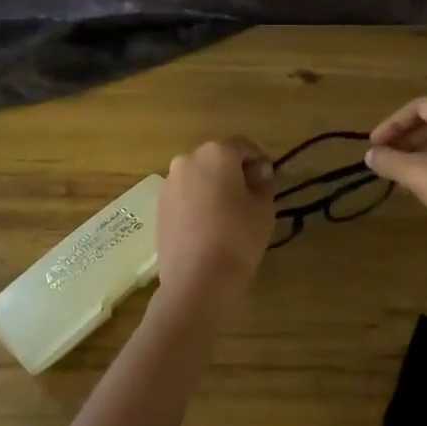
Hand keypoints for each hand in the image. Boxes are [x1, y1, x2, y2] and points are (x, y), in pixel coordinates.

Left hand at [156, 138, 276, 307]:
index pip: (244, 146)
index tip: (268, 183)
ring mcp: (169, 183)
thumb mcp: (263, 207)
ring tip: (227, 215)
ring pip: (198, 177)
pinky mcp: (159, 206)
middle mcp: (187, 159)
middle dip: (234, 172)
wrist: (197, 279)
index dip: (259, 162)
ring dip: (213, 187)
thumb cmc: (238, 237)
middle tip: (250, 198)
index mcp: (216, 152)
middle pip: (217, 158)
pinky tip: (207, 227)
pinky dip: (197, 203)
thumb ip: (263, 182)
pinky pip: (184, 196)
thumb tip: (258, 172)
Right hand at [365, 97, 426, 238]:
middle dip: (406, 139)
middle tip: (386, 158)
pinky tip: (426, 186)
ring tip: (401, 174)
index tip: (375, 144)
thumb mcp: (418, 173)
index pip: (421, 107)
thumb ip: (390, 161)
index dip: (393, 123)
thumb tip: (370, 155)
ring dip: (421, 154)